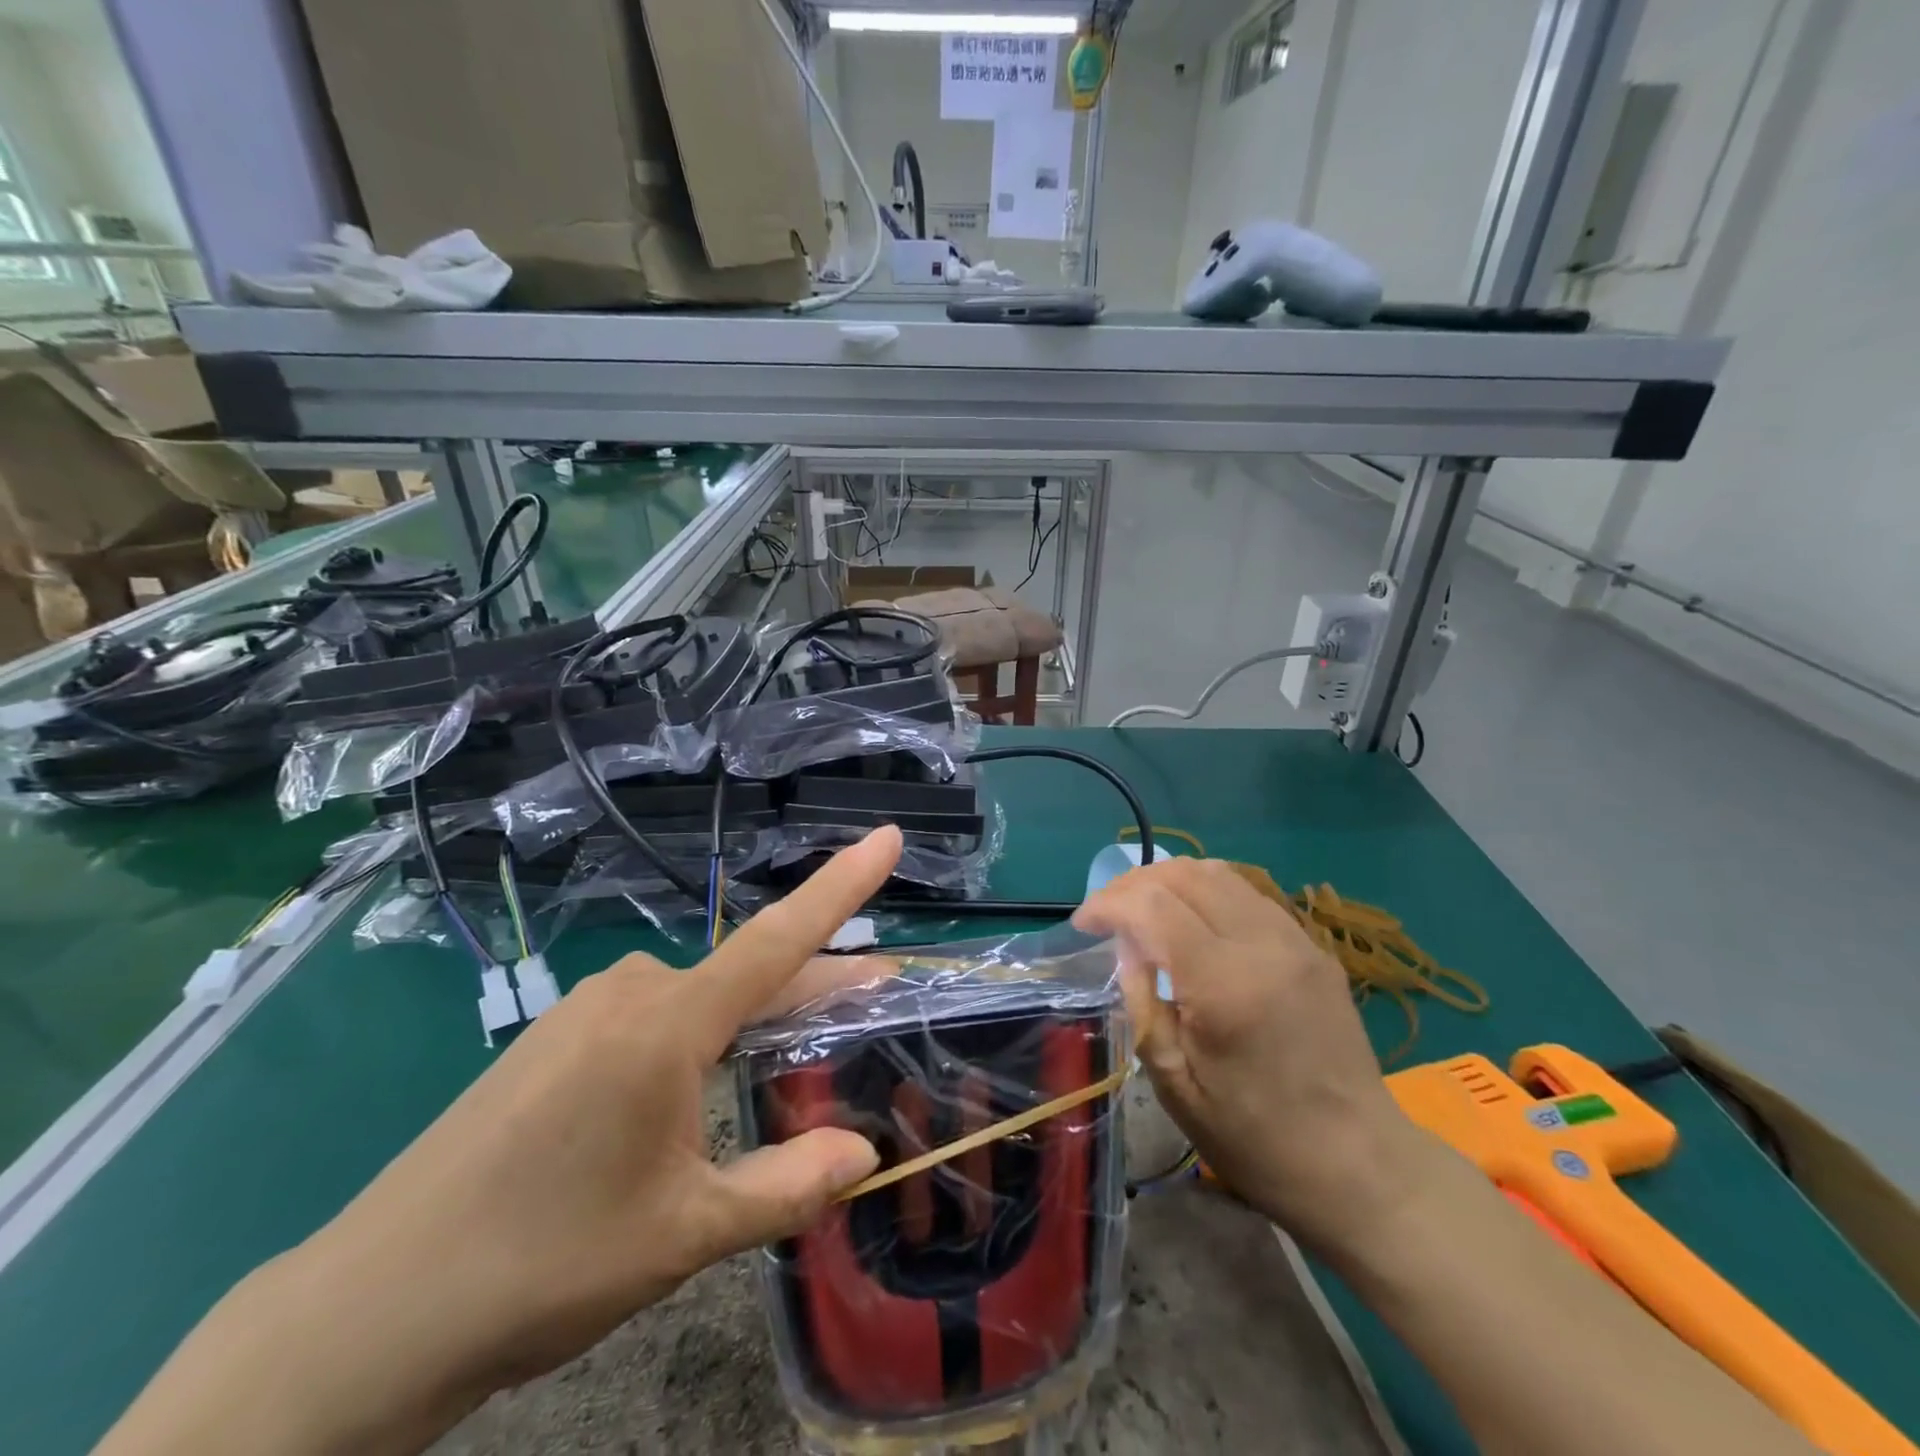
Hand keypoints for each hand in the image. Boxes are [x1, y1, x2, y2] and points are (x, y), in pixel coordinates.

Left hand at [99, 827, 904, 1455]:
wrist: (370, 1311)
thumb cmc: (544, 1263)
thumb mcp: (685, 1231)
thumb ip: (787, 1185)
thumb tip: (867, 1154)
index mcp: (668, 1025)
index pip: (779, 939)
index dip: (842, 886)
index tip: (889, 838)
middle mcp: (630, 994)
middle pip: (748, 976)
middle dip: (815, 984)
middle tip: (876, 989)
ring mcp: (584, 1010)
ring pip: (700, 999)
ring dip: (755, 1018)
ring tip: (792, 1056)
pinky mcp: (554, 1037)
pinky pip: (653, 1017)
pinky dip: (701, 1034)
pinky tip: (696, 1086)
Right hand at [1075, 857, 1426, 1251]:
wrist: (1360, 1165)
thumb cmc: (1256, 1139)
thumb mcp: (1175, 1084)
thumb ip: (1142, 1002)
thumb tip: (1127, 946)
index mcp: (1224, 984)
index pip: (1152, 906)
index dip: (1107, 903)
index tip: (1083, 923)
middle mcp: (1262, 945)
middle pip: (1184, 875)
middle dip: (1133, 884)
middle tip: (1107, 914)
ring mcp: (1295, 940)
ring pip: (1218, 874)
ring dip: (1169, 881)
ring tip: (1143, 910)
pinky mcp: (1312, 946)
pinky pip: (1248, 894)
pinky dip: (1206, 892)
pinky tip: (1191, 922)